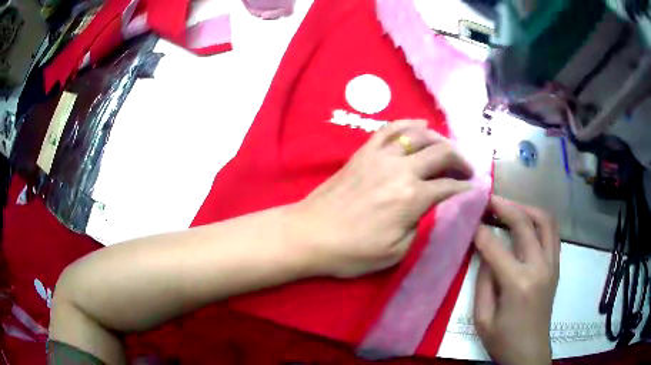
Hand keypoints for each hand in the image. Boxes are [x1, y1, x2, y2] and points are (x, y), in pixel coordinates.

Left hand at [290, 119, 472, 277]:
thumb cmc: (352, 252)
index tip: (475, 188)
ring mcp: (380, 156)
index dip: (466, 187)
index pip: (449, 186)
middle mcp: (401, 170)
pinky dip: (408, 124)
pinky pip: (390, 129)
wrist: (310, 234)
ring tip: (448, 149)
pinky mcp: (364, 152)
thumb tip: (427, 205)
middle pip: (441, 154)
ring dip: (439, 140)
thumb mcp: (396, 252)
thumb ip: (419, 225)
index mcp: (412, 198)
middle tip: (467, 170)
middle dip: (460, 160)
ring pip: (418, 135)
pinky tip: (420, 125)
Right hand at [473, 196, 559, 364]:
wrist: (530, 352)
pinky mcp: (556, 266)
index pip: (496, 246)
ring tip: (510, 207)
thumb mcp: (482, 318)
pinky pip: (552, 232)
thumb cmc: (502, 340)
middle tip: (488, 200)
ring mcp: (552, 264)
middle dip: (504, 207)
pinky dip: (539, 221)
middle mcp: (539, 267)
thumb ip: (484, 281)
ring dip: (526, 209)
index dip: (479, 231)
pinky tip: (526, 223)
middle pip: (524, 224)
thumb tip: (485, 252)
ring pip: (545, 221)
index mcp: (518, 284)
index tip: (468, 221)